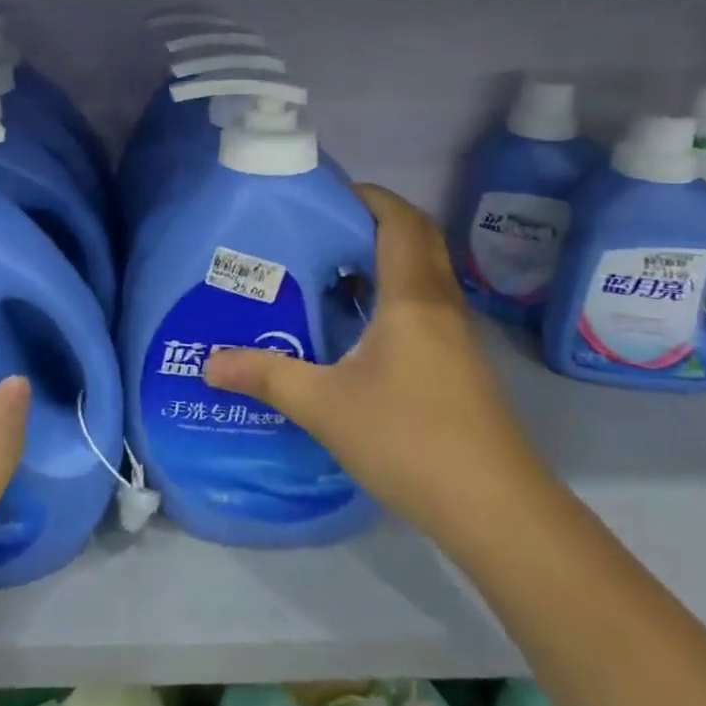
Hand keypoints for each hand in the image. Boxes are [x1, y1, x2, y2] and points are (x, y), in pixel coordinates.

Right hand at [203, 184, 544, 536]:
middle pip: (418, 239)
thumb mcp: (325, 406)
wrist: (496, 509)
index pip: (400, 221)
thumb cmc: (409, 439)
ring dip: (384, 262)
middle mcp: (441, 305)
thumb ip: (266, 376)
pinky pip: (426, 307)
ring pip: (424, 275)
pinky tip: (359, 331)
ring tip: (331, 274)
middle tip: (322, 231)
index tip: (327, 196)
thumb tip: (209, 363)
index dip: (369, 197)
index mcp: (413, 297)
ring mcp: (457, 337)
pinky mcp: (461, 366)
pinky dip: (394, 297)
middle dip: (374, 222)